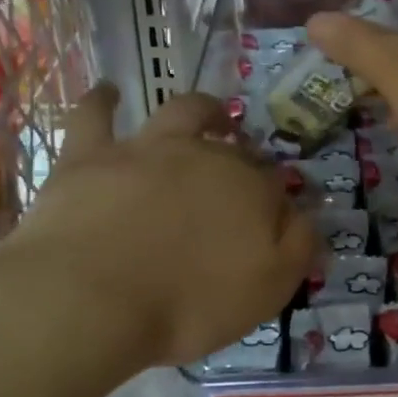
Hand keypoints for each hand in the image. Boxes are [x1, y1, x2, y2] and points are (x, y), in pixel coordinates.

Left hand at [0, 85, 319, 378]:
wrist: (91, 301)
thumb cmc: (190, 304)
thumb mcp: (269, 289)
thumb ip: (299, 246)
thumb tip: (307, 214)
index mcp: (251, 190)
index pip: (277, 185)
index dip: (278, 200)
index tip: (275, 221)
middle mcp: (206, 157)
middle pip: (236, 150)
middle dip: (247, 158)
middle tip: (243, 179)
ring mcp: (146, 149)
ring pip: (183, 113)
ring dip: (202, 110)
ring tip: (210, 115)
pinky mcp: (90, 156)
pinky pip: (94, 115)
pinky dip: (103, 100)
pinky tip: (109, 92)